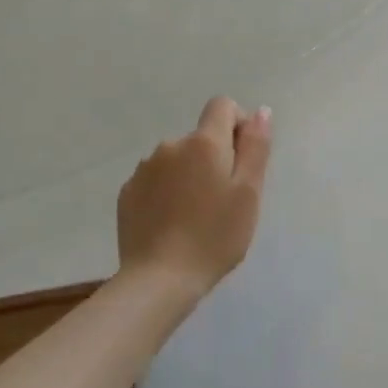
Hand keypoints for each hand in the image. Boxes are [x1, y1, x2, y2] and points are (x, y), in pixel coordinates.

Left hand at [118, 98, 270, 301]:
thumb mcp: (248, 193)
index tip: (242, 159)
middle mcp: (171, 145)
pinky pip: (155, 180)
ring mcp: (144, 169)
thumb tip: (260, 111)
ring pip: (177, 159)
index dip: (237, 124)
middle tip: (223, 200)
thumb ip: (255, 146)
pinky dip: (167, 192)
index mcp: (204, 142)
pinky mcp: (127, 194)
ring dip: (189, 175)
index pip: (222, 105)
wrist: (158, 282)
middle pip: (201, 137)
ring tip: (195, 217)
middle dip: (214, 158)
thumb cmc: (214, 236)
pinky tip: (171, 224)